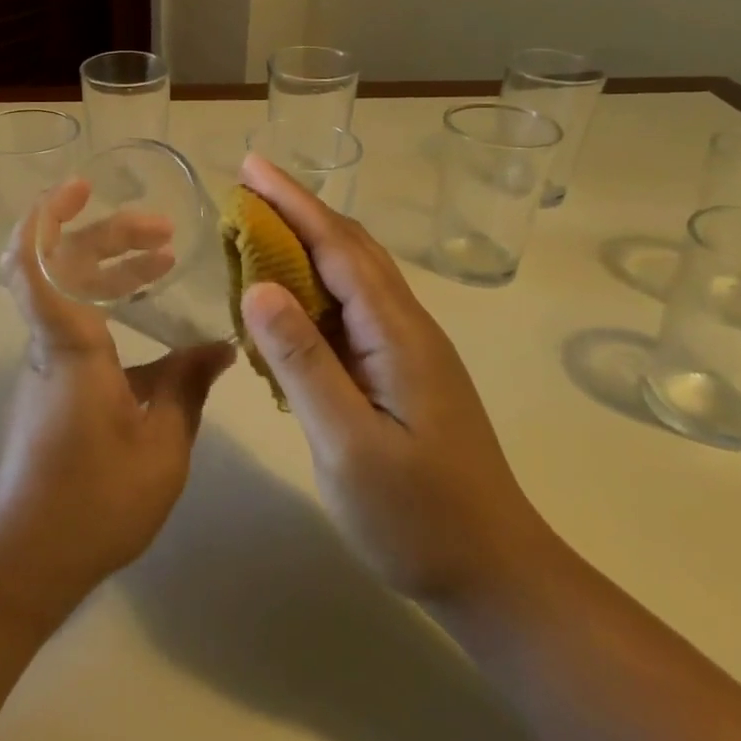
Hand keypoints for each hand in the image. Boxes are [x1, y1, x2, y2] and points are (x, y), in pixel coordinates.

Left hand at [0, 182, 234, 617]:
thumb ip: (188, 386)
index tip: (81, 187)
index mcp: (69, 345)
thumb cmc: (94, 499)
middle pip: (61, 265)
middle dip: (108, 236)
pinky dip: (106, 302)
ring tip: (162, 262)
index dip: (47, 215)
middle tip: (162, 233)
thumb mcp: (162, 444)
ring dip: (110, 268)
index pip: (34, 263)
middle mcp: (47, 343)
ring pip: (68, 293)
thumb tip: (218, 347)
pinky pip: (73, 321)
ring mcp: (44, 363)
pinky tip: (148, 315)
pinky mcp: (49, 385)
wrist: (28, 557)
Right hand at [236, 154, 549, 603]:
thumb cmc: (419, 516)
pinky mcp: (400, 372)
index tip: (251, 167)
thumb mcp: (349, 444)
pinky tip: (287, 297)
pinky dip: (314, 286)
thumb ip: (303, 362)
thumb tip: (258, 286)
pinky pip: (350, 310)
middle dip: (298, 210)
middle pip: (350, 249)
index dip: (293, 203)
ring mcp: (406, 350)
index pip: (339, 247)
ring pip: (353, 277)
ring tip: (257, 228)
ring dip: (306, 243)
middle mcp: (406, 327)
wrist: (495, 574)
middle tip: (246, 187)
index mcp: (397, 333)